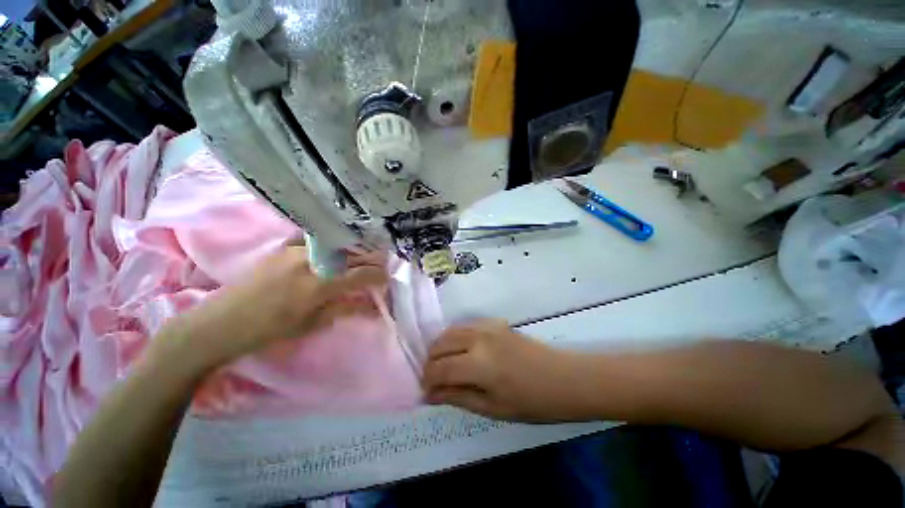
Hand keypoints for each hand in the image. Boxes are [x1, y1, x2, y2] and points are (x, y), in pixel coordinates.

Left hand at [153, 242, 387, 371]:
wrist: (221, 322)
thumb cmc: (270, 330)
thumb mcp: (312, 324)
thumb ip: (345, 309)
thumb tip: (372, 306)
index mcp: (321, 284)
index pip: (362, 273)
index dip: (379, 275)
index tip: (386, 279)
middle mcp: (313, 261)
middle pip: (354, 254)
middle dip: (371, 260)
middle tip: (378, 266)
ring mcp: (298, 249)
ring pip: (338, 246)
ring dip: (354, 252)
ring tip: (359, 259)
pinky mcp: (286, 247)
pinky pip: (319, 243)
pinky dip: (333, 248)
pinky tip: (334, 255)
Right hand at [422, 319, 588, 421]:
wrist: (564, 378)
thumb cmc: (532, 401)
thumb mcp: (493, 408)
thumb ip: (458, 397)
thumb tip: (430, 395)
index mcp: (479, 364)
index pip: (440, 368)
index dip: (428, 380)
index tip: (426, 391)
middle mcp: (478, 338)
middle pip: (440, 344)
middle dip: (431, 362)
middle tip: (434, 379)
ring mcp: (487, 326)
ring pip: (451, 330)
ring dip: (441, 347)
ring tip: (444, 365)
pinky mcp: (495, 322)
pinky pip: (466, 325)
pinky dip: (456, 336)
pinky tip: (461, 350)